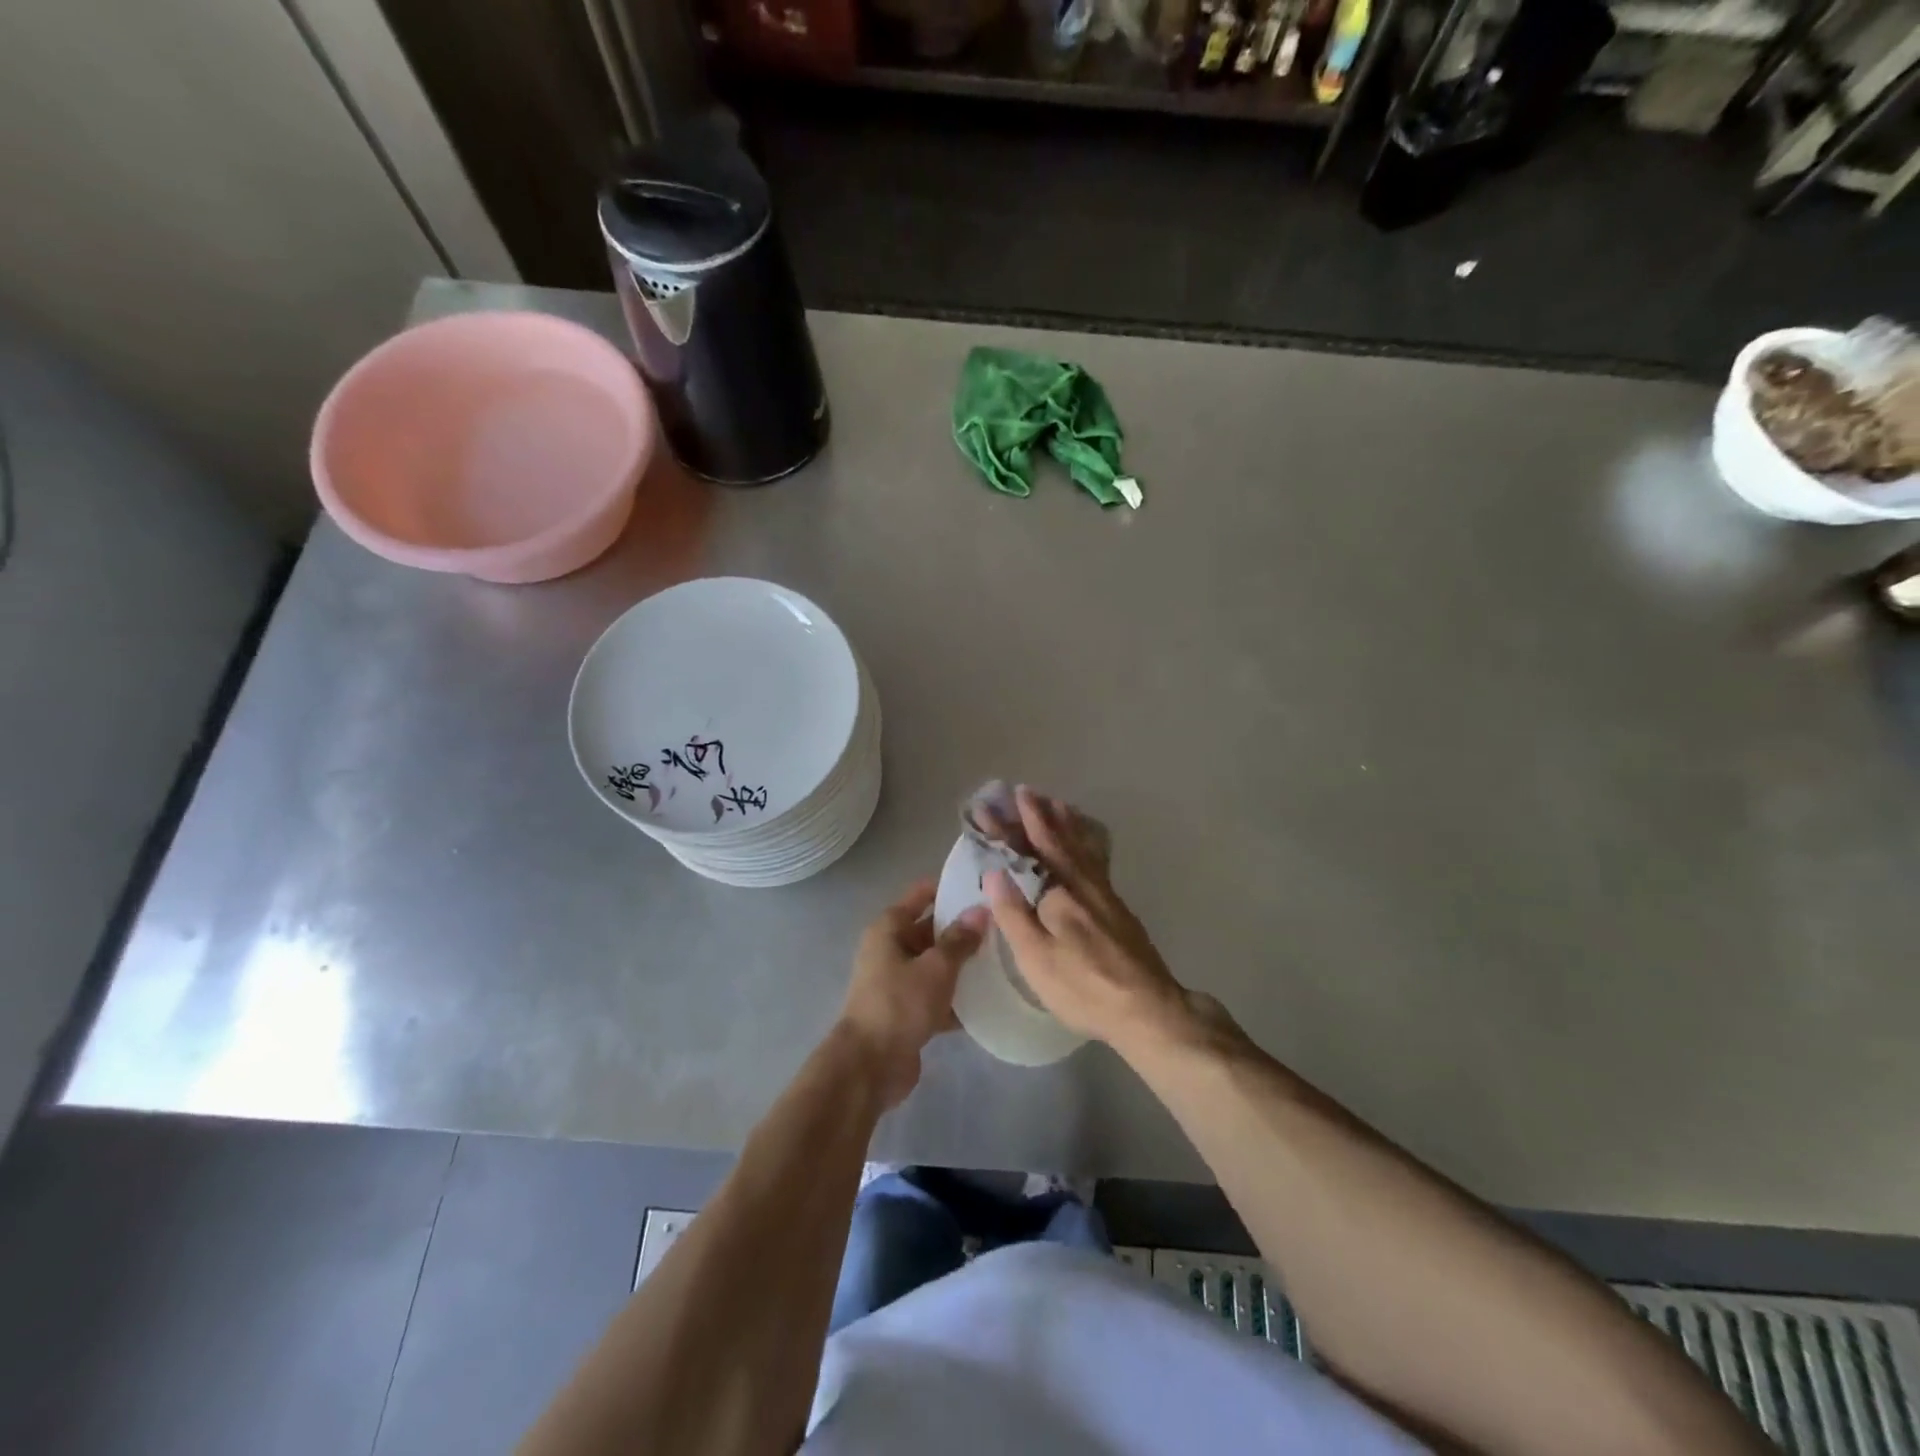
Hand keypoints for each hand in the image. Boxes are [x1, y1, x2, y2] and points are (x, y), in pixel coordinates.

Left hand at [840, 879, 987, 1106]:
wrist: (870, 1066)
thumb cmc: (899, 1004)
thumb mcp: (935, 968)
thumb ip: (959, 940)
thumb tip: (980, 911)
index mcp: (889, 929)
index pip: (922, 894)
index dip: (950, 887)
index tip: (983, 886)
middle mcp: (890, 949)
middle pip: (930, 930)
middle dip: (962, 929)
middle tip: (1002, 925)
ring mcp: (897, 982)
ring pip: (935, 964)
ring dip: (962, 965)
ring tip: (1002, 959)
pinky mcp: (906, 1011)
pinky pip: (936, 995)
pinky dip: (956, 997)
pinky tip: (988, 999)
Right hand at [983, 786, 1193, 1053]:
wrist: (1148, 1009)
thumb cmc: (1083, 986)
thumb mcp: (1036, 957)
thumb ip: (1013, 913)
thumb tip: (994, 870)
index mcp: (1059, 892)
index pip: (1025, 852)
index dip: (1005, 830)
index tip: (986, 806)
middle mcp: (1084, 884)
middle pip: (1058, 841)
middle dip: (1039, 815)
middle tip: (1025, 790)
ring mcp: (1105, 895)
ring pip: (1083, 848)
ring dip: (1067, 824)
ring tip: (1058, 804)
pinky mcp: (1119, 909)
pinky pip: (1098, 861)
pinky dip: (1089, 844)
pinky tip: (1089, 847)